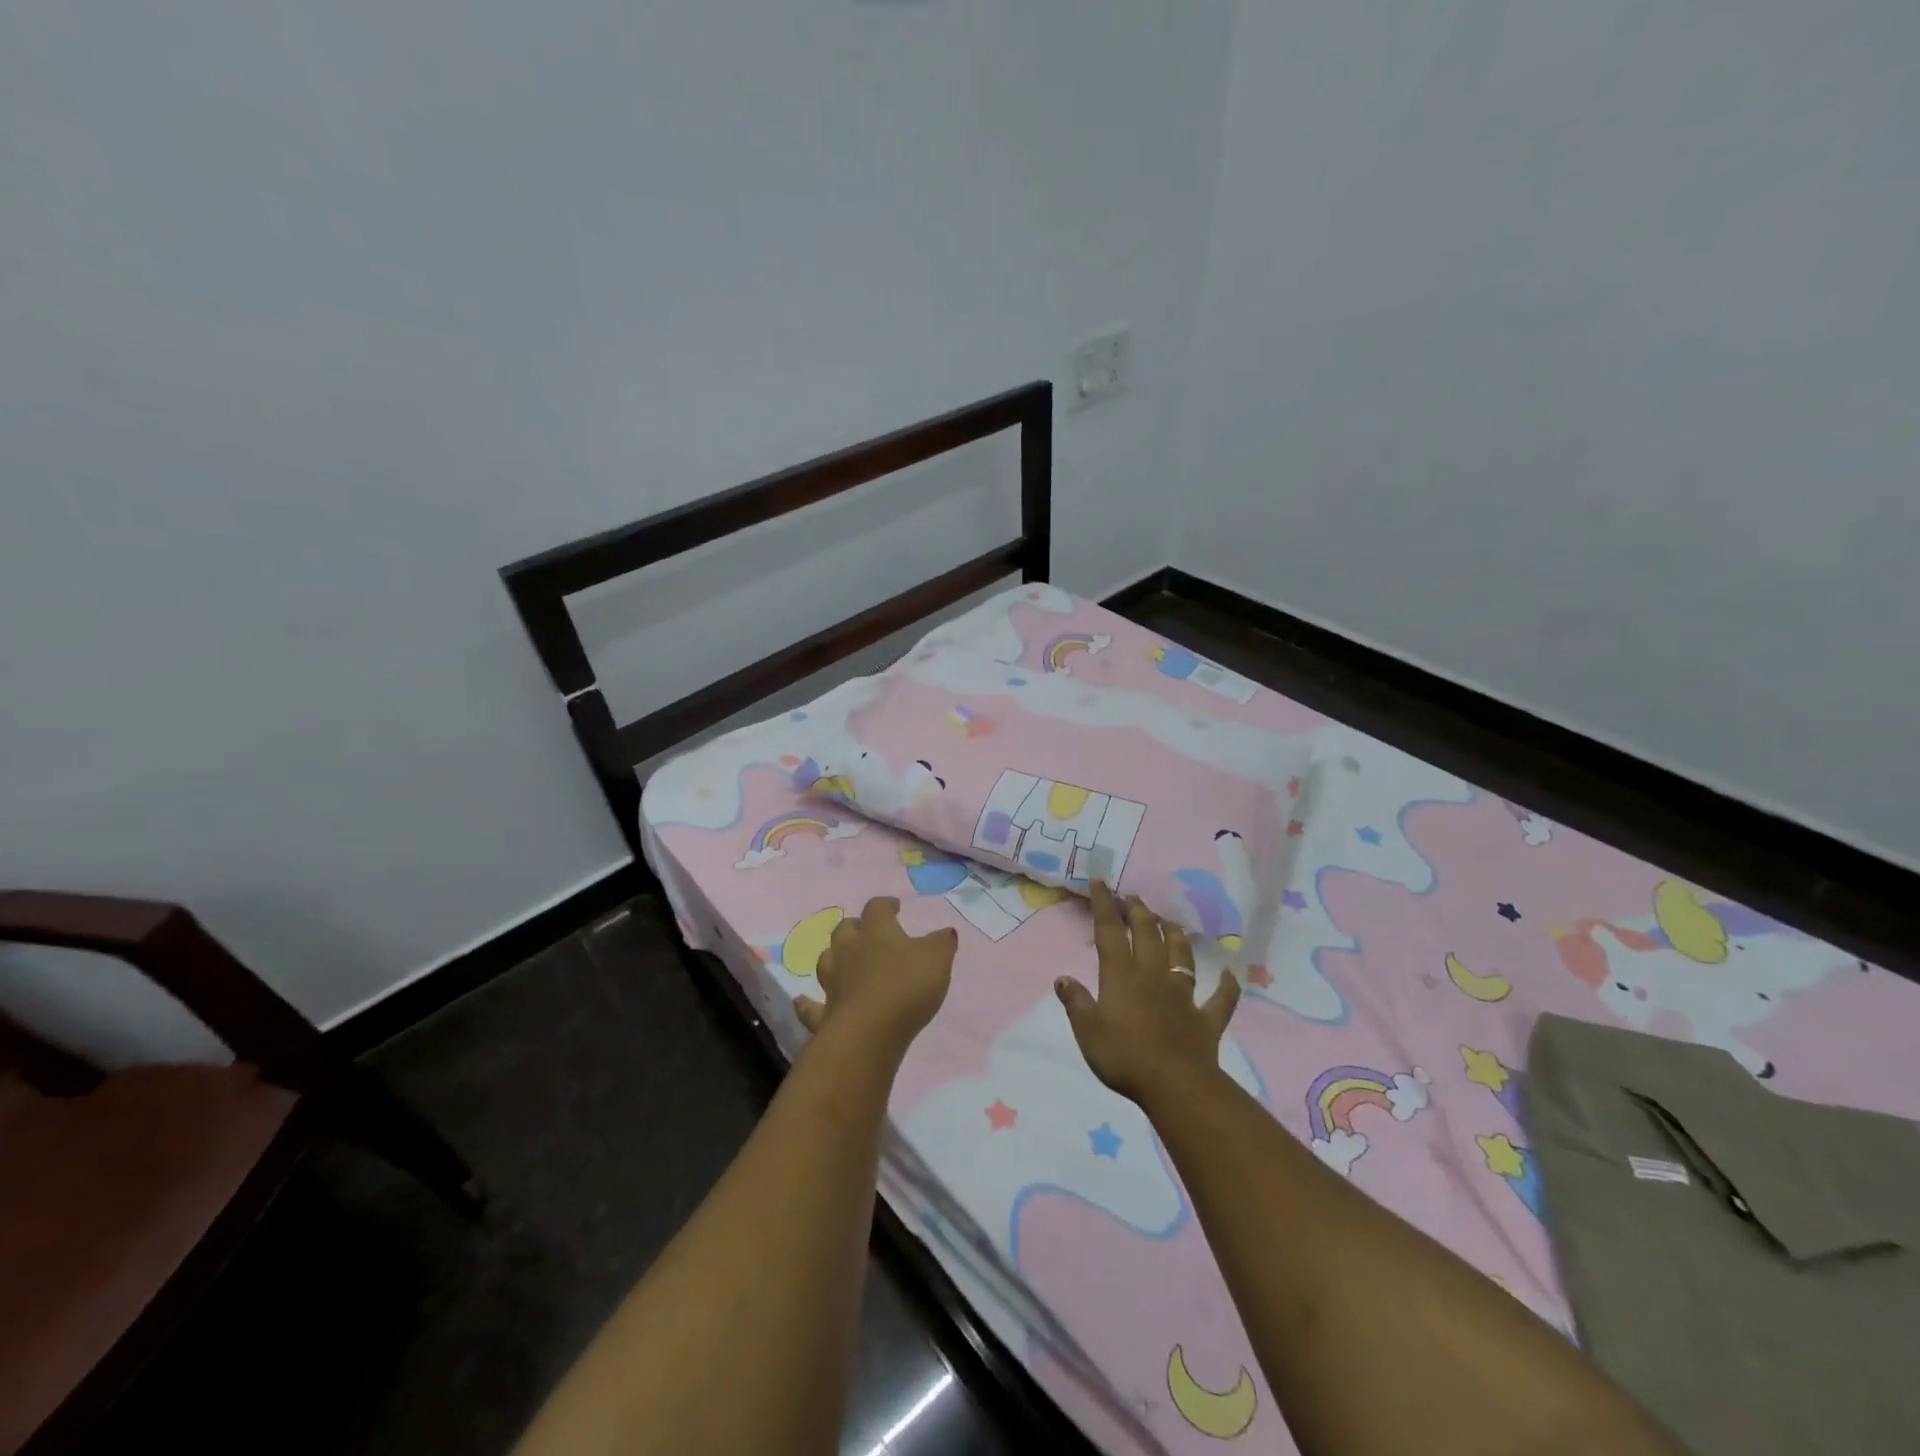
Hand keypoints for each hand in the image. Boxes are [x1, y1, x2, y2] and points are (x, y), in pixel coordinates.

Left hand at [793, 897, 956, 1052]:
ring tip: (842, 959)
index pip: (877, 908)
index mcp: (877, 932)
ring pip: (826, 959)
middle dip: (856, 927)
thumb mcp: (937, 959)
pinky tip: (804, 1001)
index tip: (894, 906)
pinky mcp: (824, 1013)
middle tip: (867, 931)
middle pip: (846, 929)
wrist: (869, 1032)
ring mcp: (832, 981)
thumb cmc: (906, 986)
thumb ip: (941, 943)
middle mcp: (849, 950)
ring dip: (834, 956)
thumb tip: (945, 932)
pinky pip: (810, 1006)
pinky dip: (807, 1003)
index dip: (885, 904)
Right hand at [1055, 882, 1239, 1104]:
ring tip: (1169, 921)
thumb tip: (1063, 977)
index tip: (1101, 882)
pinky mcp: (1206, 1018)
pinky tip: (1229, 975)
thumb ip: (1076, 1002)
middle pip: (1147, 934)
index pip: (1110, 931)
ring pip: (1181, 955)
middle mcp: (1153, 975)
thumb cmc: (1124, 1056)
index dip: (1104, 905)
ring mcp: (1183, 995)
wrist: (1175, 1085)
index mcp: (1122, 975)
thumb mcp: (1088, 1031)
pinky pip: (1221, 998)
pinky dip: (1226, 986)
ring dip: (1175, 935)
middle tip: (1132, 897)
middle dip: (1139, 912)